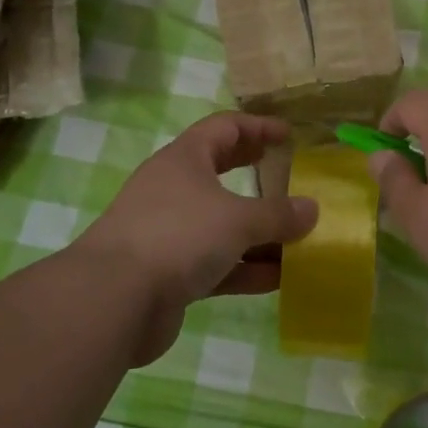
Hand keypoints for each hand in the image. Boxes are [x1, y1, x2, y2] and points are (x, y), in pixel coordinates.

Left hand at [77, 112, 317, 363]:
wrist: (114, 300)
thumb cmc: (179, 236)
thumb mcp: (237, 219)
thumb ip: (278, 215)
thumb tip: (312, 209)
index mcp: (184, 160)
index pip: (224, 127)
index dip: (258, 127)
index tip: (289, 136)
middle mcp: (174, 190)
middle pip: (220, 172)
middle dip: (256, 174)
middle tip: (289, 176)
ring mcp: (170, 233)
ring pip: (222, 224)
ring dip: (258, 231)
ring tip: (298, 237)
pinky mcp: (170, 273)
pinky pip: (217, 263)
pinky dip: (246, 268)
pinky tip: (278, 278)